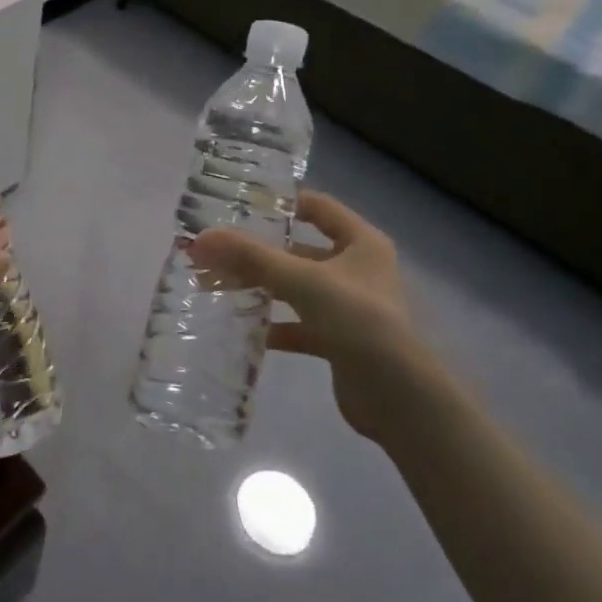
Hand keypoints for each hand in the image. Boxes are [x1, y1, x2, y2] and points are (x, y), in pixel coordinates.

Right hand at [189, 191, 428, 436]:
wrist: (399, 398)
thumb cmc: (358, 321)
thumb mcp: (303, 281)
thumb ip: (251, 258)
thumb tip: (201, 238)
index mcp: (361, 242)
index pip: (318, 207)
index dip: (282, 202)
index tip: (240, 205)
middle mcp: (358, 269)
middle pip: (300, 251)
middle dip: (258, 253)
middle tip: (215, 253)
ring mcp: (349, 307)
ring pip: (296, 289)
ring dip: (261, 288)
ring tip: (218, 287)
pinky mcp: (339, 341)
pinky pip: (299, 325)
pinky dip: (274, 325)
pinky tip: (244, 329)